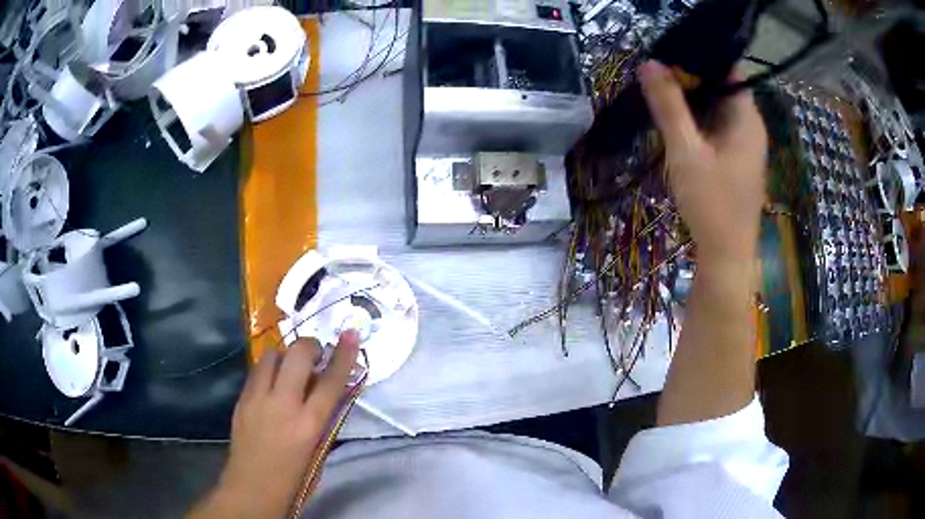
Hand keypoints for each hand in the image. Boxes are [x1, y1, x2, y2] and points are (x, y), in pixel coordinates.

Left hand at [188, 332, 359, 518]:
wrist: (252, 488)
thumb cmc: (294, 478)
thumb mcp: (318, 451)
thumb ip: (324, 419)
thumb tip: (329, 391)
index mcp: (308, 425)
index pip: (331, 381)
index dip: (344, 355)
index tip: (351, 333)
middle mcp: (282, 405)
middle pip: (297, 355)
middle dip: (310, 346)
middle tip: (316, 355)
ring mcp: (257, 399)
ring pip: (272, 355)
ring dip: (286, 356)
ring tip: (291, 369)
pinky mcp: (241, 399)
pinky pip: (257, 370)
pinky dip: (269, 369)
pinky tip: (273, 383)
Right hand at [639, 60, 766, 266]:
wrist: (726, 256)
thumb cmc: (711, 203)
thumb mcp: (686, 151)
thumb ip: (669, 106)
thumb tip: (649, 63)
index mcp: (747, 118)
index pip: (729, 70)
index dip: (701, 57)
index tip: (669, 53)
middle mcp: (751, 127)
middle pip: (723, 88)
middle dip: (692, 78)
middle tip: (657, 73)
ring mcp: (746, 145)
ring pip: (718, 109)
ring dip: (693, 100)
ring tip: (661, 93)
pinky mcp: (737, 161)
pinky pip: (718, 128)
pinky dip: (699, 120)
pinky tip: (677, 124)